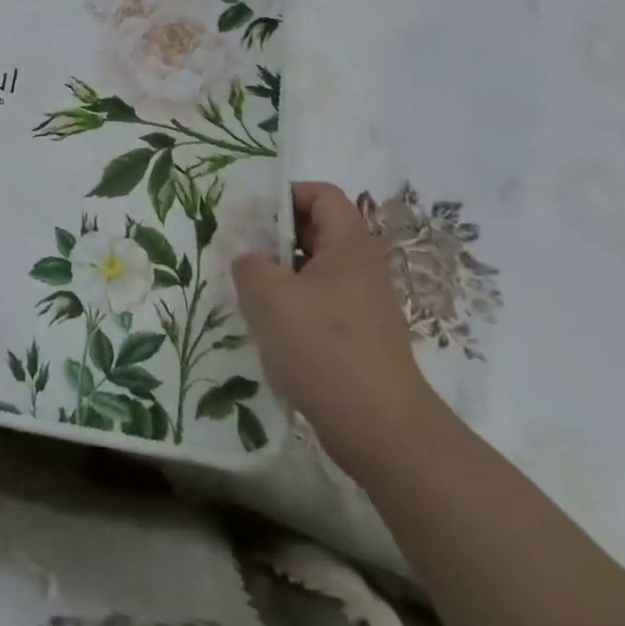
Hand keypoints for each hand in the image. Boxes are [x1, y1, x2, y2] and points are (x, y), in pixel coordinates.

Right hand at [233, 182, 437, 474]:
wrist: (382, 430)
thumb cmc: (324, 348)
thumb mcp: (269, 296)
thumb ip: (249, 264)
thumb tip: (250, 260)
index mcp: (349, 244)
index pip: (321, 194)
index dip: (286, 196)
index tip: (252, 219)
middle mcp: (363, 266)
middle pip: (317, 231)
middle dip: (276, 239)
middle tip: (242, 255)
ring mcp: (365, 304)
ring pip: (316, 271)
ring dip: (282, 277)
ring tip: (250, 296)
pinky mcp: (361, 337)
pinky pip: (322, 304)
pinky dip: (295, 308)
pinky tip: (272, 332)